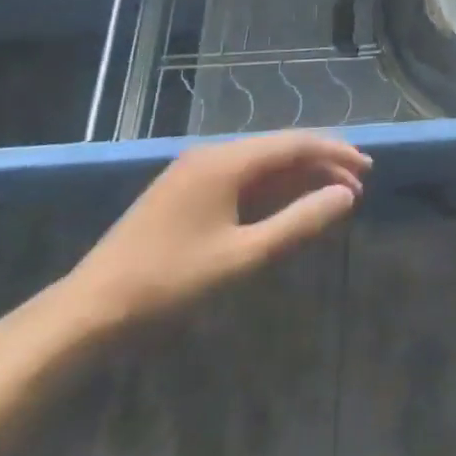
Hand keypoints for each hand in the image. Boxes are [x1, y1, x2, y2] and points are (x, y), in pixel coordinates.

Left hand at [57, 132, 369, 334]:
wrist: (87, 312)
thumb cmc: (169, 283)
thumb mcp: (242, 258)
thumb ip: (299, 223)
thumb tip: (345, 196)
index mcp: (226, 162)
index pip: (295, 143)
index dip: (336, 153)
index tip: (368, 171)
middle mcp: (212, 155)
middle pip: (279, 150)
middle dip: (321, 165)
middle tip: (355, 187)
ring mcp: (194, 173)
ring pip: (260, 165)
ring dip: (297, 178)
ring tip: (330, 196)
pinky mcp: (184, 193)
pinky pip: (240, 180)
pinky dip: (271, 191)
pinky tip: (287, 207)